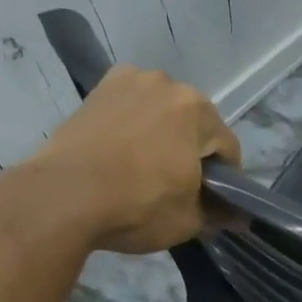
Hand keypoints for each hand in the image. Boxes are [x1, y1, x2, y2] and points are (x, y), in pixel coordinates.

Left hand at [29, 64, 239, 254]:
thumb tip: (239, 218)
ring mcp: (130, 81)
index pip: (227, 149)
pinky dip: (134, 125)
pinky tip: (123, 152)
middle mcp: (168, 84)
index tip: (213, 202)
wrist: (62, 197)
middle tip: (178, 186)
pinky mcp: (98, 90)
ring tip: (146, 168)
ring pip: (162, 114)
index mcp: (198, 110)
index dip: (226, 180)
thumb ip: (219, 214)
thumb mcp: (188, 220)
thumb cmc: (137, 205)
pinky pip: (131, 108)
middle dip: (192, 151)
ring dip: (163, 135)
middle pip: (195, 125)